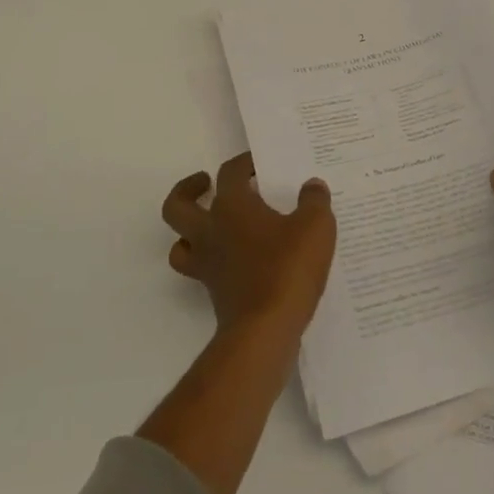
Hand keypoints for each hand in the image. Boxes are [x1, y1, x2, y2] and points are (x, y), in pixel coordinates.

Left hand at [161, 153, 336, 341]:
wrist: (265, 330)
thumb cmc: (287, 269)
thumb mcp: (315, 226)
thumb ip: (314, 201)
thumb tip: (312, 186)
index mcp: (231, 206)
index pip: (229, 173)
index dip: (243, 163)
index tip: (259, 164)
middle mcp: (210, 232)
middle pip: (177, 206)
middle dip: (187, 190)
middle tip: (205, 183)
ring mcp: (208, 265)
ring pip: (180, 243)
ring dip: (189, 231)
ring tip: (213, 225)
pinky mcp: (215, 293)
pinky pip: (202, 270)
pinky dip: (213, 262)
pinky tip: (239, 261)